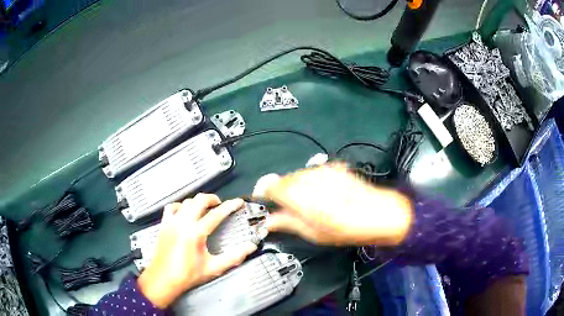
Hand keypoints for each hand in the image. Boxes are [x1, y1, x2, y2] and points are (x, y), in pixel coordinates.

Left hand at [137, 194, 256, 308]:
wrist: (163, 279)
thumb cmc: (188, 275)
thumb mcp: (213, 268)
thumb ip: (234, 257)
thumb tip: (250, 248)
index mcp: (196, 233)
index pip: (216, 214)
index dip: (230, 206)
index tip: (238, 202)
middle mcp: (183, 223)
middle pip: (199, 200)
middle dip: (212, 199)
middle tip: (220, 204)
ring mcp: (171, 222)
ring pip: (186, 202)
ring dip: (197, 202)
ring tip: (205, 208)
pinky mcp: (163, 224)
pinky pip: (171, 207)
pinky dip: (180, 206)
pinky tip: (184, 212)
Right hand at [256, 164, 412, 245]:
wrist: (377, 213)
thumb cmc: (344, 228)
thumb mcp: (312, 232)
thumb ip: (286, 222)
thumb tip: (269, 221)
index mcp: (298, 194)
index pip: (269, 185)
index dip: (264, 193)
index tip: (265, 202)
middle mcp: (307, 177)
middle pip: (283, 179)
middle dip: (282, 192)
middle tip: (290, 209)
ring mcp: (322, 170)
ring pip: (298, 175)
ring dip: (298, 187)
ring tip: (311, 203)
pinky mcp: (334, 167)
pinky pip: (314, 173)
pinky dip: (312, 182)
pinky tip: (325, 194)